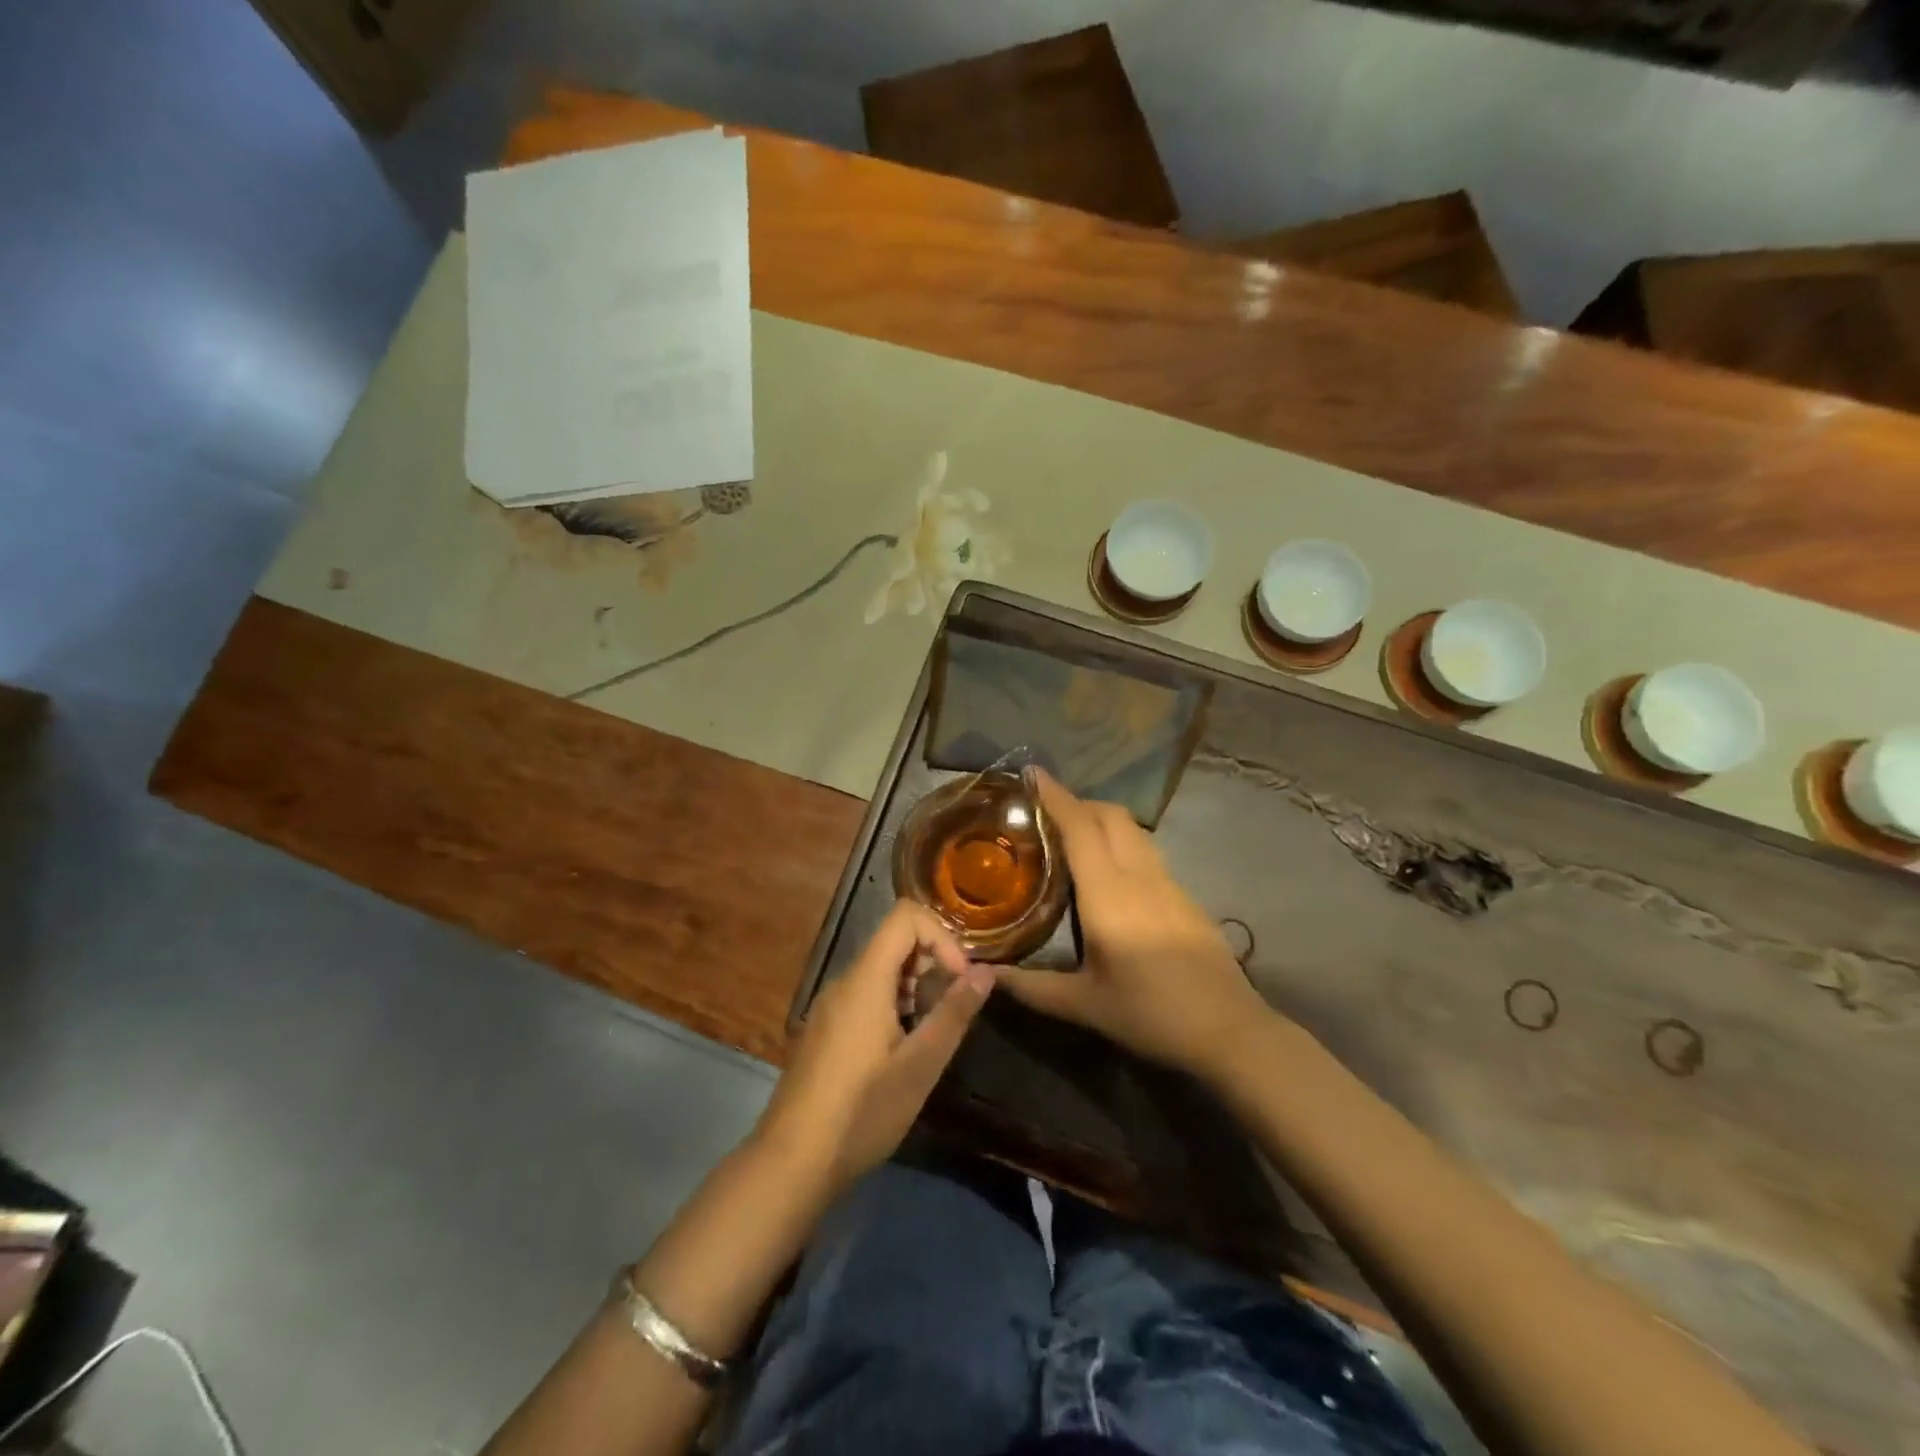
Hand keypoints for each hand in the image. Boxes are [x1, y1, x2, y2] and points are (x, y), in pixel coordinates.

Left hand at [754, 900, 992, 1194]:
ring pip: (880, 972)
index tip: (960, 978)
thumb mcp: (920, 1066)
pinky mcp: (823, 1030)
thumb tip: (986, 971)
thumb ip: (954, 1013)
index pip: (904, 917)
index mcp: (865, 980)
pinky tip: (899, 1054)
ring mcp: (828, 1006)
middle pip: (893, 943)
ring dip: (914, 989)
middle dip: (932, 964)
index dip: (941, 936)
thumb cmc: (862, 1112)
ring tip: (928, 1038)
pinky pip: (864, 996)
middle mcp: (843, 982)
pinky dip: (892, 1006)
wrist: (791, 1163)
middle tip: (950, 1012)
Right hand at [999, 772, 1267, 1076]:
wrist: (1230, 1030)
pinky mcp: (1184, 895)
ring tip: (1072, 835)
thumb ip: (1031, 988)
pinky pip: (1146, 850)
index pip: (1080, 827)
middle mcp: (1139, 876)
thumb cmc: (1151, 1014)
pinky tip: (1109, 872)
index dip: (1056, 796)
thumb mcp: (1085, 1005)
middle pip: (1110, 815)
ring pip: (1132, 829)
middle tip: (1044, 813)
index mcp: (1109, 894)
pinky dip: (1120, 841)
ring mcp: (1168, 882)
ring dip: (1101, 819)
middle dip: (1077, 801)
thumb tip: (985, 975)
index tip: (1032, 773)